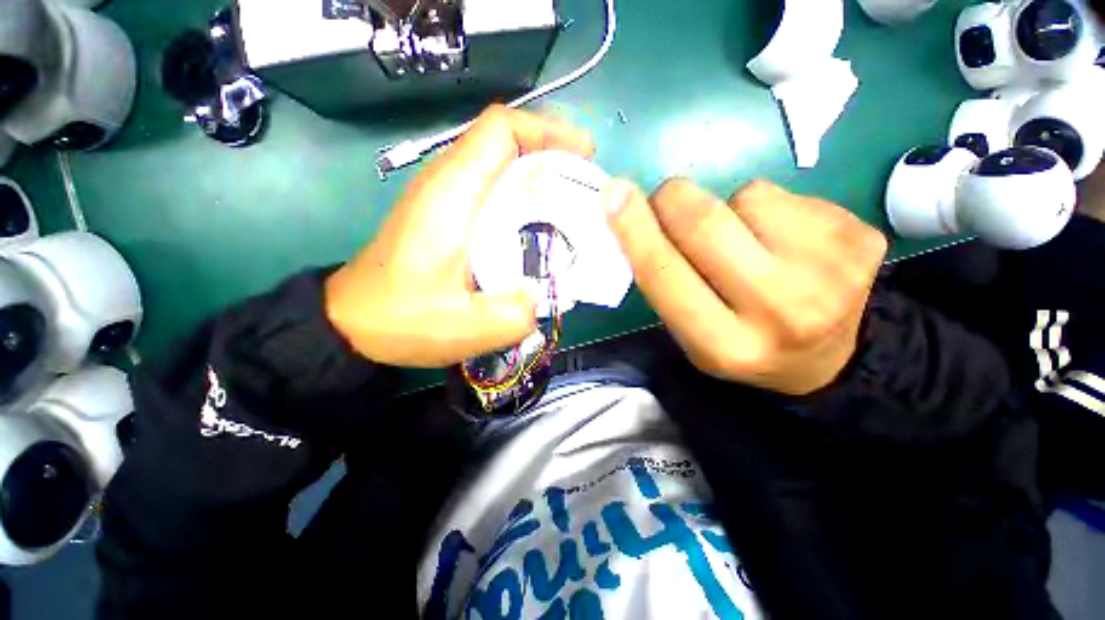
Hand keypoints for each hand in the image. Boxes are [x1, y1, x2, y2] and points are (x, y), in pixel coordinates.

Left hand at [326, 106, 594, 367]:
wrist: (353, 323)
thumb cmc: (400, 320)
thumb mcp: (463, 328)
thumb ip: (512, 316)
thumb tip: (541, 298)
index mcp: (452, 195)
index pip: (500, 130)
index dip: (547, 131)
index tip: (583, 155)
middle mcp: (448, 183)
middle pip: (507, 143)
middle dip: (553, 157)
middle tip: (585, 190)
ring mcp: (445, 197)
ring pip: (502, 166)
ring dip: (540, 179)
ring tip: (570, 208)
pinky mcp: (447, 214)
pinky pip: (493, 190)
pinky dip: (523, 199)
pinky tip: (539, 230)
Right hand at [604, 178, 886, 394]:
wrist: (825, 357)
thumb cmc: (740, 342)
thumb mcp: (690, 332)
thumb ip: (664, 281)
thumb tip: (634, 215)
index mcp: (724, 345)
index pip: (665, 274)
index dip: (635, 230)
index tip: (614, 194)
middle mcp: (779, 314)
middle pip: (706, 225)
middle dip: (674, 199)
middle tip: (668, 201)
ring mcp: (832, 275)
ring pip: (748, 196)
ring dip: (729, 209)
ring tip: (744, 239)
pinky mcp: (862, 241)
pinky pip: (788, 194)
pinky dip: (770, 208)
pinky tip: (782, 239)